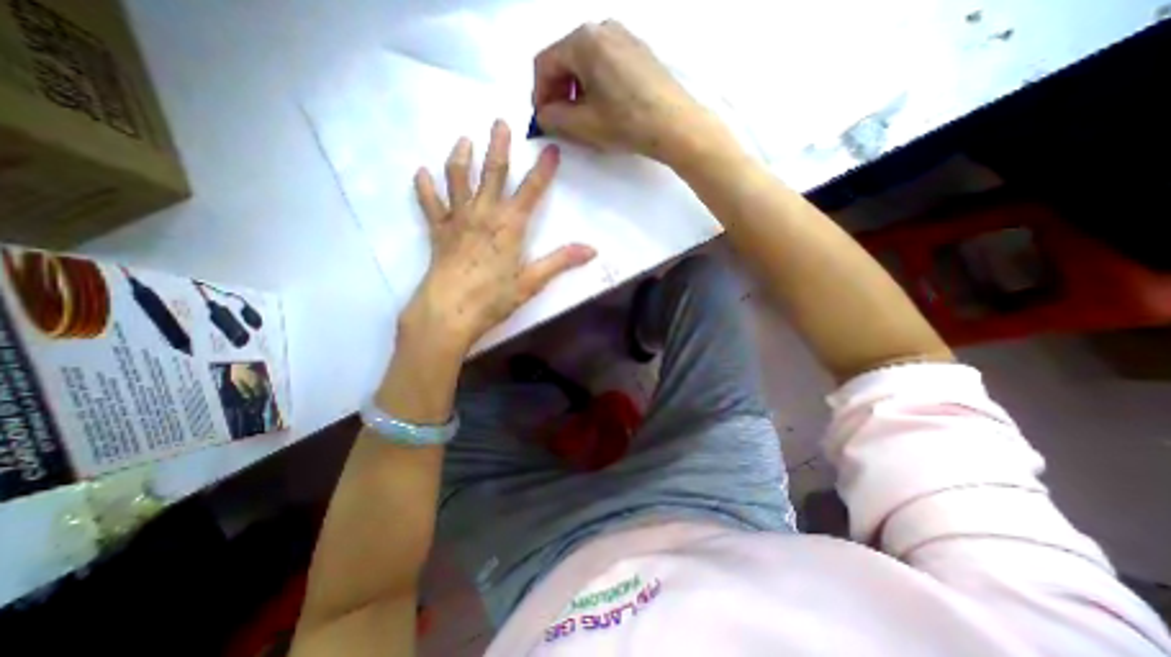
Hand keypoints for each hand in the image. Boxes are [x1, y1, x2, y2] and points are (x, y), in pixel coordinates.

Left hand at [402, 121, 597, 355]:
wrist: (449, 312)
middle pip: (492, 173)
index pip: (531, 191)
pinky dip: (425, 187)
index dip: (543, 169)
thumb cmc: (493, 299)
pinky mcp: (438, 231)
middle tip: (500, 122)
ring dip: (461, 157)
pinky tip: (421, 173)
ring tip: (463, 140)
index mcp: (510, 226)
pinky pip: (429, 204)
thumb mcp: (531, 282)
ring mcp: (457, 220)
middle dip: (498, 147)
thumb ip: (560, 262)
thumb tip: (592, 250)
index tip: (551, 149)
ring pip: (458, 179)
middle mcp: (483, 214)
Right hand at [530, 19, 723, 164]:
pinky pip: (605, 64)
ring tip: (581, 118)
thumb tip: (543, 115)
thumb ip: (553, 118)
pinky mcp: (638, 51)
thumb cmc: (626, 123)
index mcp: (583, 40)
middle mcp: (602, 28)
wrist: (675, 125)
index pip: (545, 64)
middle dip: (557, 92)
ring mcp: (624, 36)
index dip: (538, 94)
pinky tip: (602, 108)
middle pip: (565, 59)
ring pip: (585, 62)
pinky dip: (595, 85)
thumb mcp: (582, 125)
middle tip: (560, 121)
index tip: (542, 119)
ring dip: (575, 90)